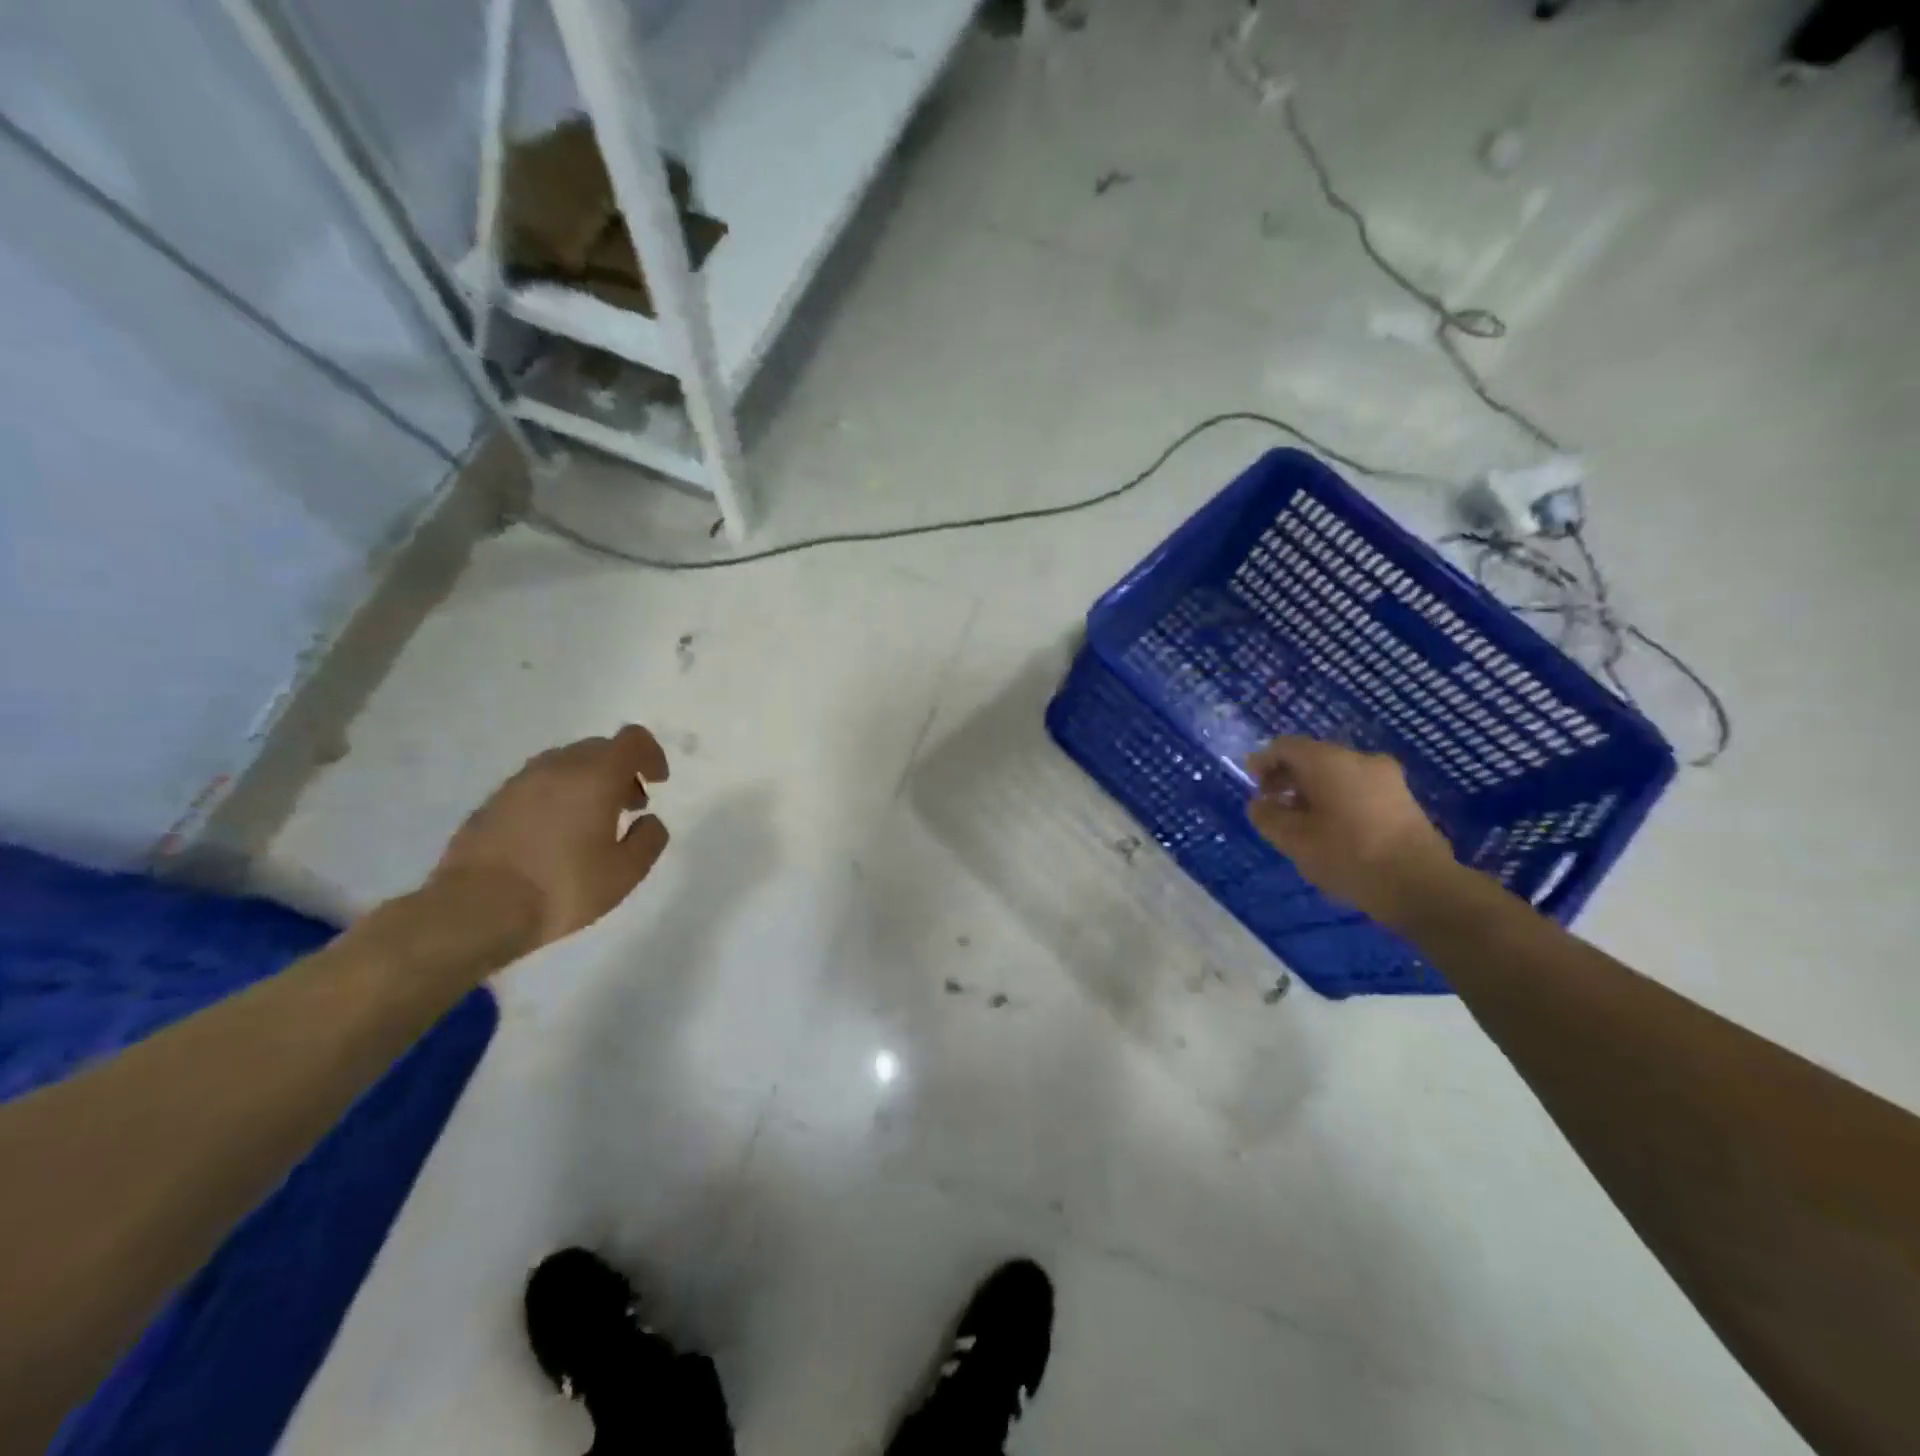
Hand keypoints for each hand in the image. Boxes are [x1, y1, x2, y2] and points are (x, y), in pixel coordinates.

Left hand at [429, 726, 670, 950]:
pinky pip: (537, 785)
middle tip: (629, 808)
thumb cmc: (563, 888)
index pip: (632, 740)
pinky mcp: (493, 802)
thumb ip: (649, 840)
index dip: (651, 755)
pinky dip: (557, 797)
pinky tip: (554, 836)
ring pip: (566, 764)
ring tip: (591, 824)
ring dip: (588, 783)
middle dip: (621, 772)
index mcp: (595, 776)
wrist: (476, 911)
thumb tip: (649, 821)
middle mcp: (557, 767)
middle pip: (599, 748)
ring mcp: (519, 782)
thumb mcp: (625, 873)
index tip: (657, 783)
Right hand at [1244, 737, 1458, 929]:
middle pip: (1313, 758)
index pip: (1286, 746)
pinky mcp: (1403, 799)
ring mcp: (1387, 778)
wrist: (1420, 885)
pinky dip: (1336, 799)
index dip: (1264, 762)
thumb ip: (1268, 817)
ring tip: (1300, 822)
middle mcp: (1359, 759)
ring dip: (1312, 791)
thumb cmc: (1348, 855)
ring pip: (1337, 774)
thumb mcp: (1293, 840)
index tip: (1253, 784)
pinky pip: (1358, 788)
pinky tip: (1330, 828)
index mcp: (1329, 761)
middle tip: (1272, 804)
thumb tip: (1260, 804)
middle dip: (1288, 778)